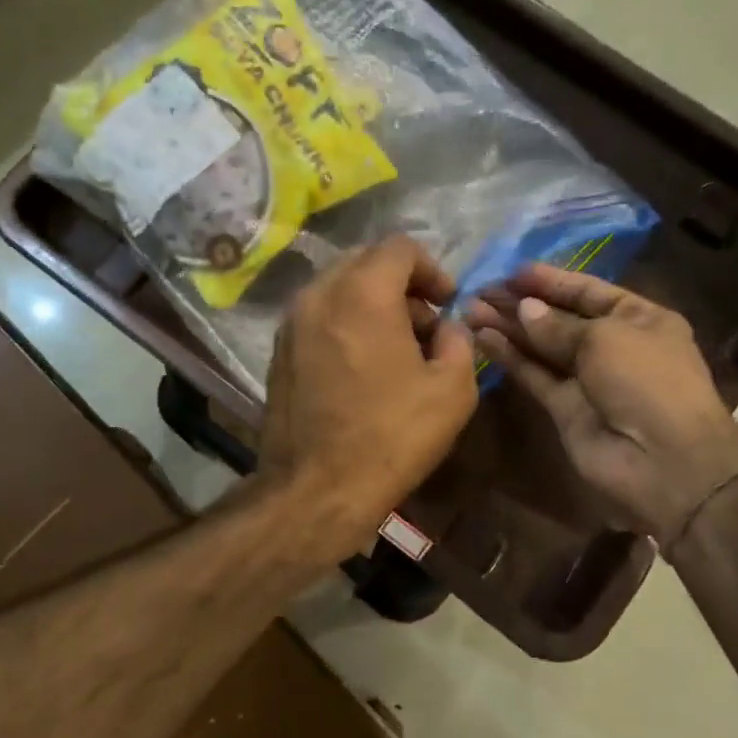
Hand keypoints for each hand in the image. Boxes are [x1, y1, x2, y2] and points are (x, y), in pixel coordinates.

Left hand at [257, 235, 478, 560]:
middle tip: (424, 325)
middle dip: (401, 284)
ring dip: (371, 304)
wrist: (317, 489)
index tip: (447, 304)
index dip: (433, 269)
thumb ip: (459, 341)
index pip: (400, 248)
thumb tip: (447, 327)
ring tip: (395, 348)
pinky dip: (345, 324)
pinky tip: (362, 366)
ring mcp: (291, 323)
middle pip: (365, 262)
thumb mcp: (453, 390)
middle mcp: (319, 295)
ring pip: (338, 289)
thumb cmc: (391, 437)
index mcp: (362, 293)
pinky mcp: (278, 352)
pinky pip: (318, 317)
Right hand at [470, 265, 737, 543]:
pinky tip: (484, 338)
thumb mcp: (606, 338)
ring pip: (542, 348)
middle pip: (560, 318)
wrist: (662, 460)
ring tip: (471, 310)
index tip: (512, 272)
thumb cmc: (646, 381)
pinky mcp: (565, 409)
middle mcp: (613, 346)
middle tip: (480, 290)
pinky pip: (535, 376)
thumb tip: (525, 310)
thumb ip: (558, 325)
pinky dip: (511, 358)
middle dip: (522, 304)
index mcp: (639, 319)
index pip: (588, 291)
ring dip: (509, 328)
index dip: (551, 281)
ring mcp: (587, 379)